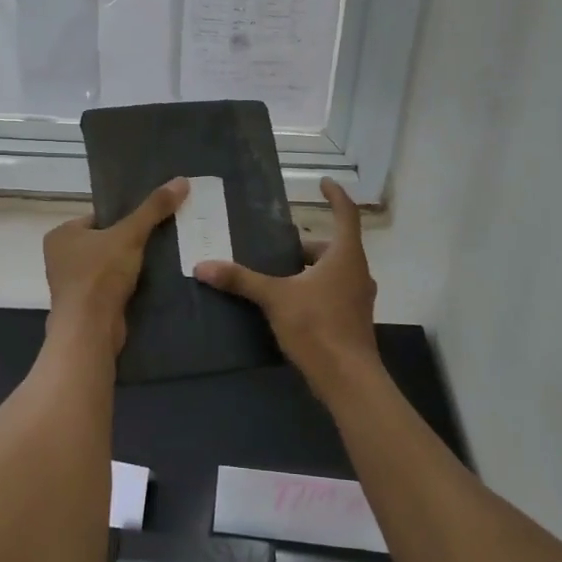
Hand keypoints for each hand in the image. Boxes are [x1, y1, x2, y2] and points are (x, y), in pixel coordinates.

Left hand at [43, 178, 187, 353]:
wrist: (90, 330)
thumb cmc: (101, 275)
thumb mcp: (130, 235)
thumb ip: (153, 208)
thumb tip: (181, 180)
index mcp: (61, 234)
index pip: (98, 217)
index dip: (123, 219)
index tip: (148, 223)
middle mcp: (60, 257)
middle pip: (104, 241)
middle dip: (128, 243)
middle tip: (158, 240)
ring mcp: (70, 284)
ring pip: (107, 266)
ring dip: (128, 266)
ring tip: (158, 260)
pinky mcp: (84, 306)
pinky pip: (109, 287)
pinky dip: (125, 285)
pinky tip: (147, 283)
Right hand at [197, 178, 379, 400]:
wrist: (348, 379)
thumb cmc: (317, 326)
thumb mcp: (275, 298)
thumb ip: (241, 280)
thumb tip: (203, 265)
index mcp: (345, 256)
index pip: (346, 214)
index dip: (335, 195)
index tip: (323, 182)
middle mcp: (357, 272)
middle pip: (335, 246)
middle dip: (308, 243)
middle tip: (281, 243)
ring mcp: (358, 298)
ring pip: (334, 272)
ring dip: (311, 268)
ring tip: (280, 273)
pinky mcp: (353, 320)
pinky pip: (334, 293)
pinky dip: (315, 289)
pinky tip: (291, 303)